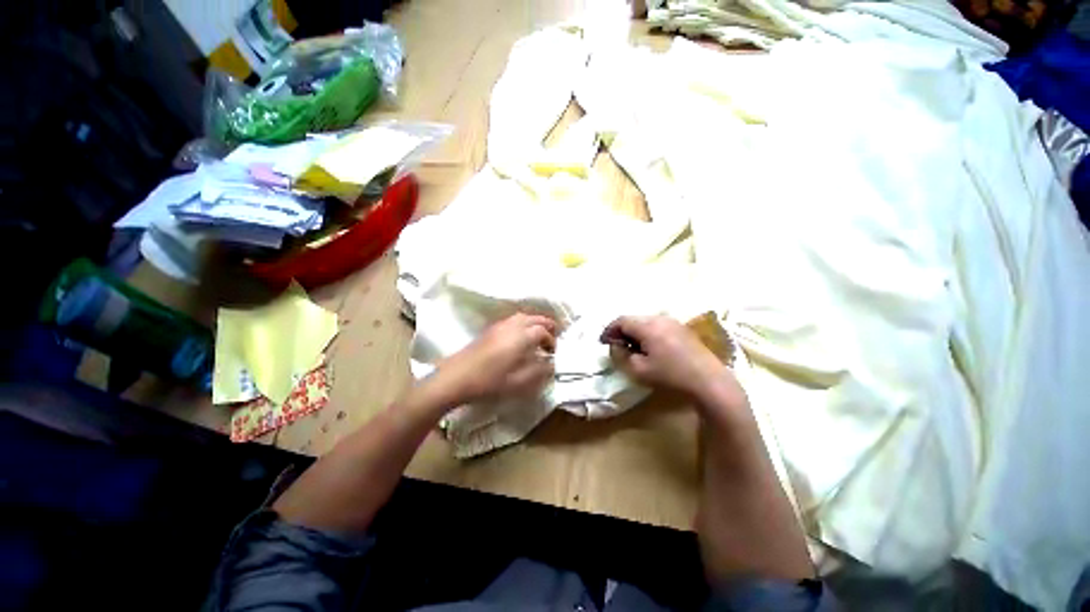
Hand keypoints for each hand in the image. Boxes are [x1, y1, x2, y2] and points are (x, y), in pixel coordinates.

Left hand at [431, 313, 557, 405]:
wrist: (456, 378)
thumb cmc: (489, 382)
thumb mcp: (518, 383)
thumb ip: (538, 372)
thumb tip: (551, 364)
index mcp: (521, 337)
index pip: (543, 332)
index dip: (551, 341)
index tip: (553, 353)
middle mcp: (512, 326)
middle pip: (535, 319)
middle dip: (547, 326)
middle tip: (552, 339)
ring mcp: (500, 326)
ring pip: (524, 317)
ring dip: (535, 323)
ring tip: (539, 336)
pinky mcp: (491, 329)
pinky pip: (513, 320)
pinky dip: (523, 324)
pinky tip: (521, 337)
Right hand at [603, 315, 744, 408]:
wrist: (709, 381)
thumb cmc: (670, 375)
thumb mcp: (638, 370)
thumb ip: (620, 355)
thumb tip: (615, 345)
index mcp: (647, 326)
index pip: (621, 320)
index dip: (609, 330)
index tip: (603, 342)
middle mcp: (660, 318)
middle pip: (633, 319)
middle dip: (621, 331)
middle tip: (616, 345)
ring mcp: (673, 322)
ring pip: (646, 322)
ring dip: (635, 332)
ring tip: (632, 348)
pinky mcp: (683, 329)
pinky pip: (658, 326)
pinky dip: (648, 333)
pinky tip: (650, 348)